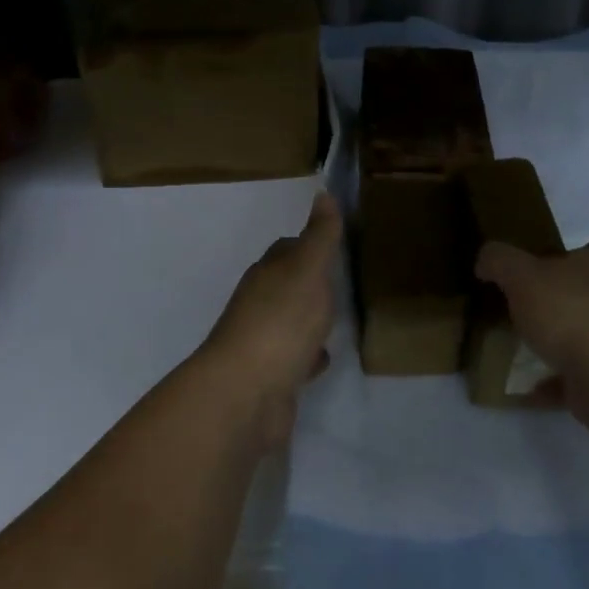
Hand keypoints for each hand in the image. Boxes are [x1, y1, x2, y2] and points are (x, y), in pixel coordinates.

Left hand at [197, 193, 341, 444]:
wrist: (246, 395)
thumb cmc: (280, 323)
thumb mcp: (308, 271)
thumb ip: (319, 236)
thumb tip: (323, 193)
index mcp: (267, 274)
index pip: (288, 249)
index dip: (310, 244)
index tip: (335, 242)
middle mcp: (259, 304)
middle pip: (287, 285)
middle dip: (310, 282)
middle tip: (342, 280)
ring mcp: (262, 342)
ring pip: (289, 322)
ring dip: (308, 319)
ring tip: (337, 317)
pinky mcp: (270, 377)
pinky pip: (294, 358)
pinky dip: (307, 355)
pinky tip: (324, 359)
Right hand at [474, 235, 588, 391]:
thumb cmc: (570, 313)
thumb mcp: (521, 276)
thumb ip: (500, 261)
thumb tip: (486, 260)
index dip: (584, 252)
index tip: (555, 263)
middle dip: (570, 298)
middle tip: (532, 306)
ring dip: (567, 341)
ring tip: (528, 349)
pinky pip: (584, 374)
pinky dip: (560, 380)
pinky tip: (532, 386)